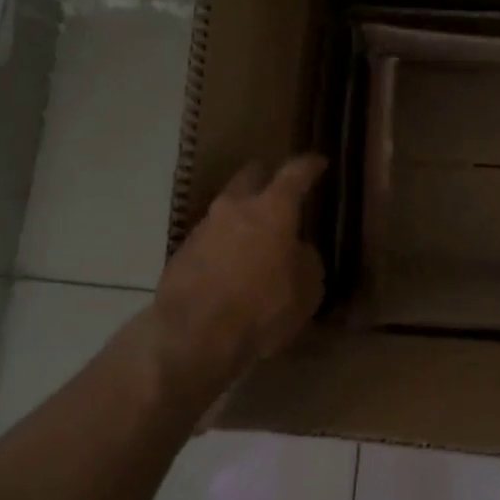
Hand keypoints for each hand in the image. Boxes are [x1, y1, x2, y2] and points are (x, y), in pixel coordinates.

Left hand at [150, 155, 326, 406]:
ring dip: (241, 218)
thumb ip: (306, 260)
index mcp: (272, 209)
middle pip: (250, 177)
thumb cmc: (262, 308)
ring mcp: (202, 229)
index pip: (295, 173)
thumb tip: (296, 251)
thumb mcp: (307, 288)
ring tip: (254, 239)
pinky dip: (222, 247)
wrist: (192, 337)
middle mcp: (234, 208)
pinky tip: (230, 269)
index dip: (309, 165)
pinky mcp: (180, 255)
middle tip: (277, 190)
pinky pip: (209, 241)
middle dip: (265, 179)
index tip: (318, 162)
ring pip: (226, 210)